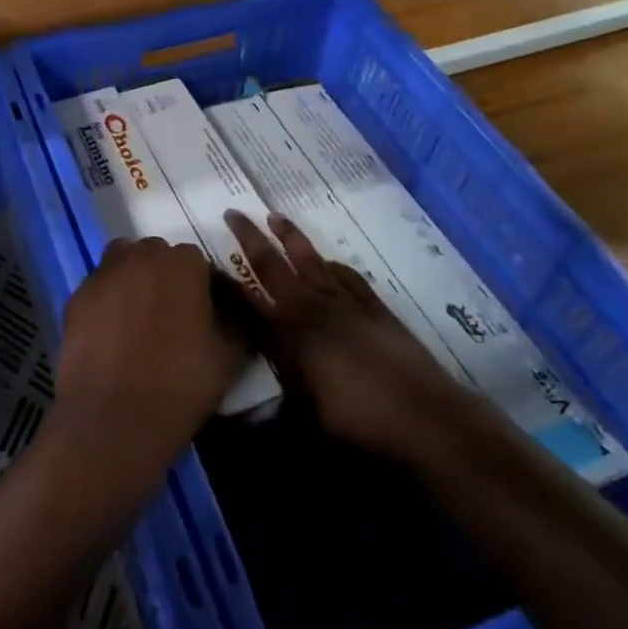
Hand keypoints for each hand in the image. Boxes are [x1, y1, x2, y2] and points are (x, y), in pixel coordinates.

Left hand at [50, 238, 246, 496]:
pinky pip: (98, 290)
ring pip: (122, 264)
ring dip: (133, 280)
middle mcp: (139, 256)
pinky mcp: (75, 298)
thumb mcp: (230, 355)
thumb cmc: (180, 383)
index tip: (204, 313)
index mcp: (182, 263)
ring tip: (139, 320)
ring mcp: (102, 275)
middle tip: (171, 316)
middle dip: (165, 277)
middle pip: (156, 256)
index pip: (198, 262)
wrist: (114, 418)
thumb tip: (236, 310)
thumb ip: (238, 321)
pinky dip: (107, 302)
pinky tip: (112, 335)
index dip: (202, 287)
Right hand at [225, 211, 459, 457]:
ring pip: (312, 259)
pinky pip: (347, 275)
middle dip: (250, 237)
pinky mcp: (375, 307)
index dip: (225, 279)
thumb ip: (277, 387)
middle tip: (233, 214)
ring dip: (291, 237)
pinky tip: (329, 261)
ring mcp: (346, 302)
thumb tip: (250, 389)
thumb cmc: (356, 415)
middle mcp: (313, 306)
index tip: (206, 261)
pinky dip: (333, 264)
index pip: (247, 297)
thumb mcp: (304, 407)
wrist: (421, 412)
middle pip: (275, 264)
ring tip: (276, 217)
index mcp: (290, 330)